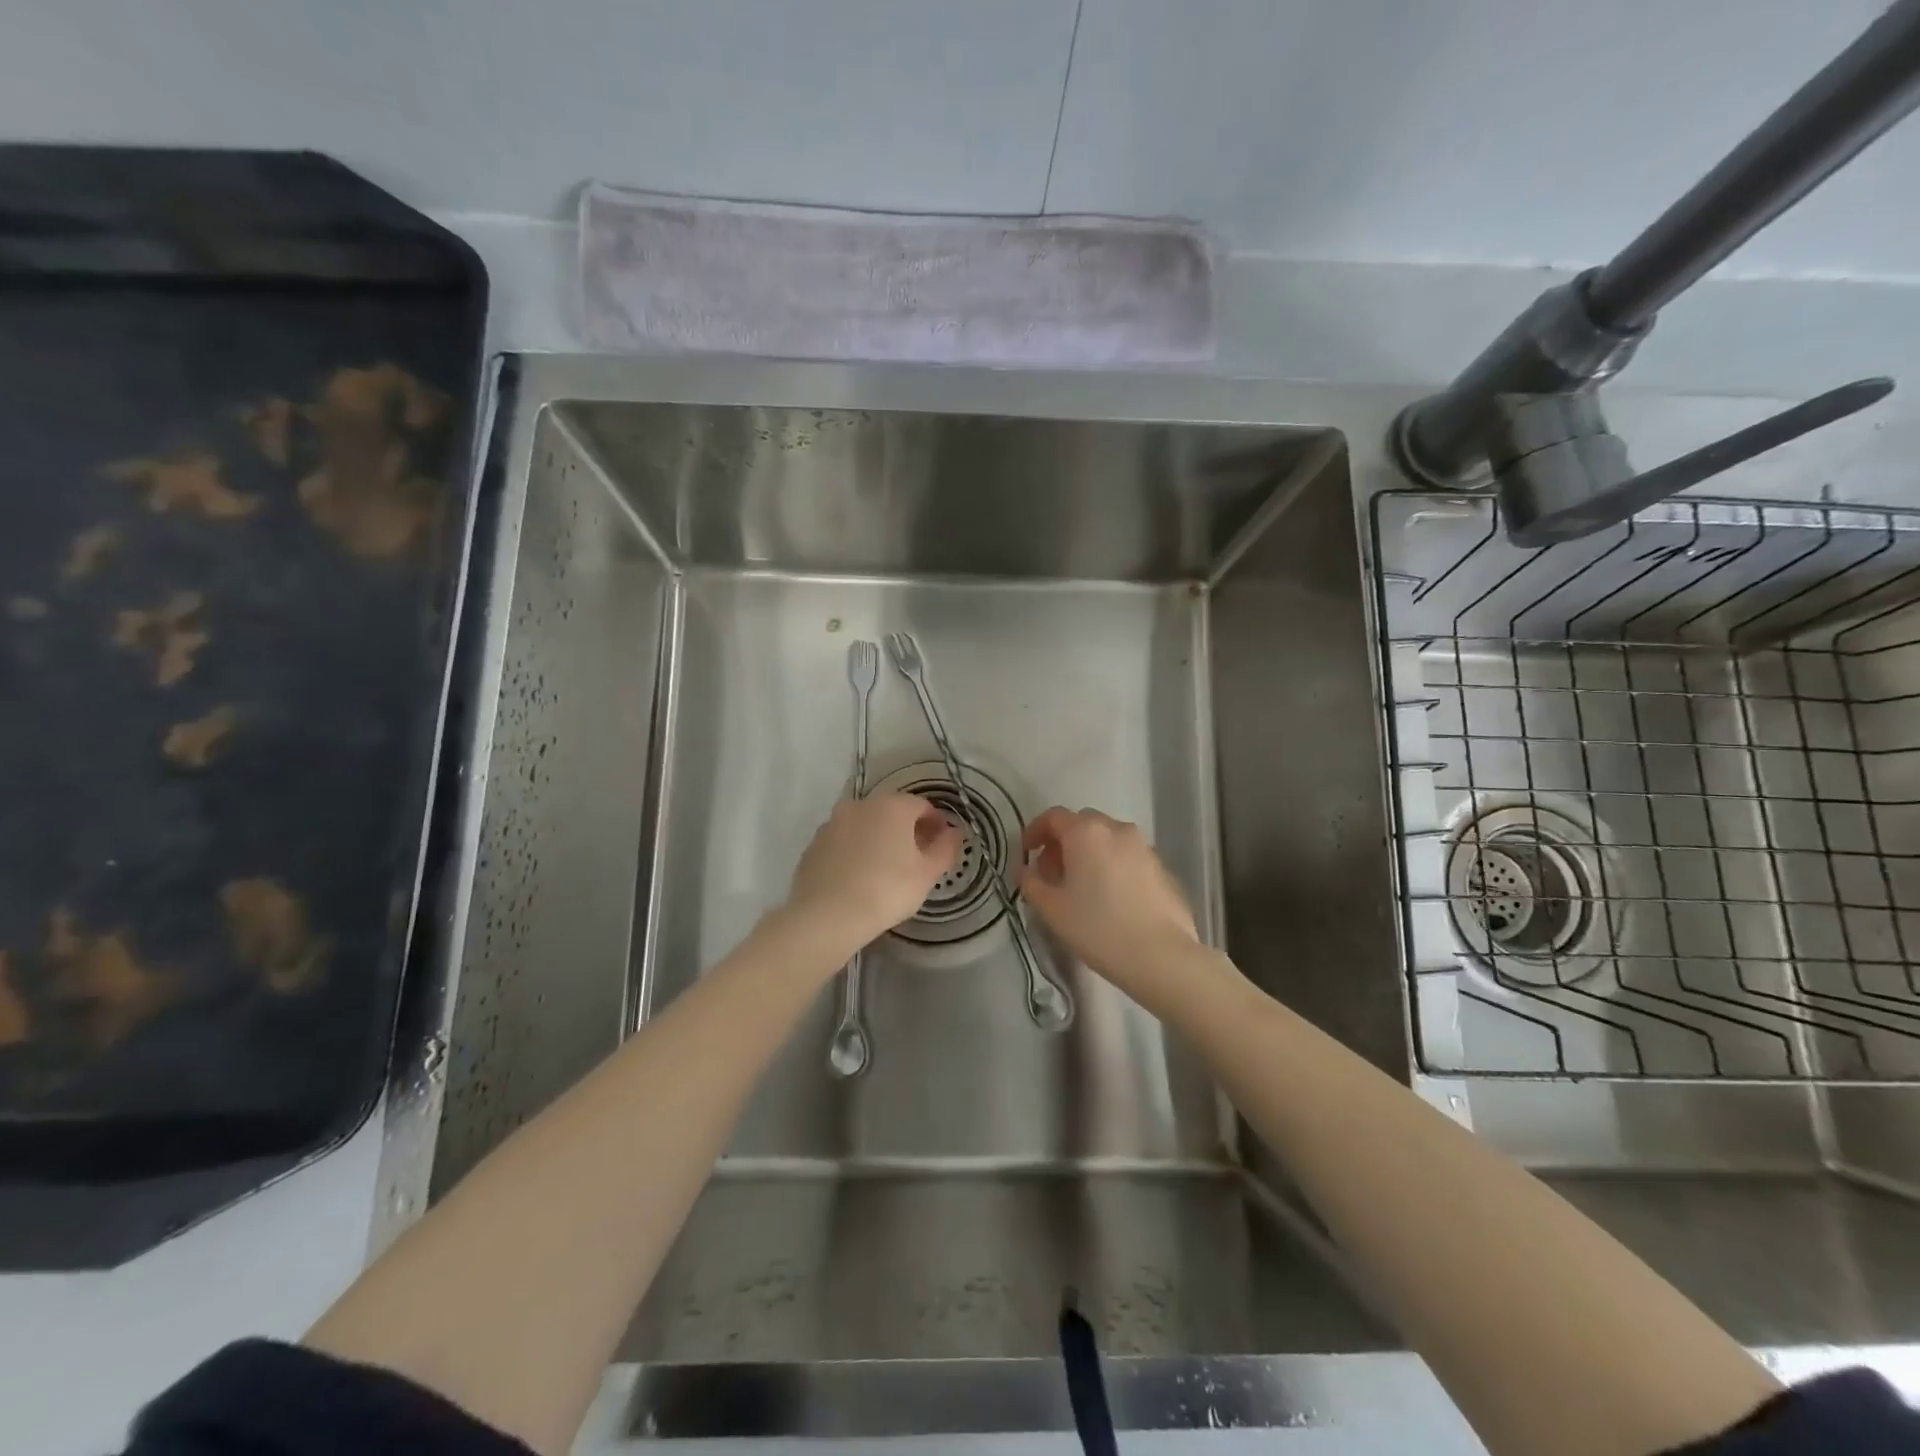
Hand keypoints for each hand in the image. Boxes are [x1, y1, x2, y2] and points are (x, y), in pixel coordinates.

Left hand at [785, 792, 963, 947]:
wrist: (826, 915)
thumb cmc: (886, 890)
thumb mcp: (927, 874)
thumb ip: (946, 848)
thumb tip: (955, 832)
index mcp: (892, 806)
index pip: (923, 806)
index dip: (936, 823)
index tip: (942, 844)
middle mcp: (860, 805)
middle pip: (892, 811)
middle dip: (907, 829)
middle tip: (917, 857)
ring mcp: (833, 823)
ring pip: (865, 825)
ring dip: (879, 838)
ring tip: (887, 868)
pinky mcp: (814, 844)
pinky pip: (844, 841)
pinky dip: (856, 850)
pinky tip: (859, 876)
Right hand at [1018, 807, 1197, 987]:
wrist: (1161, 956)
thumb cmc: (1098, 928)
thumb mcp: (1052, 909)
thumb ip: (1031, 883)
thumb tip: (1025, 870)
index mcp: (1086, 832)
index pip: (1054, 817)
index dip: (1035, 831)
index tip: (1027, 853)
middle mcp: (1117, 830)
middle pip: (1083, 823)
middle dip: (1064, 842)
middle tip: (1053, 872)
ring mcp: (1144, 847)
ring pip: (1109, 839)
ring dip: (1090, 853)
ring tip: (1082, 887)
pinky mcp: (1163, 868)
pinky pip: (1129, 857)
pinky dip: (1113, 866)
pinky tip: (1111, 898)